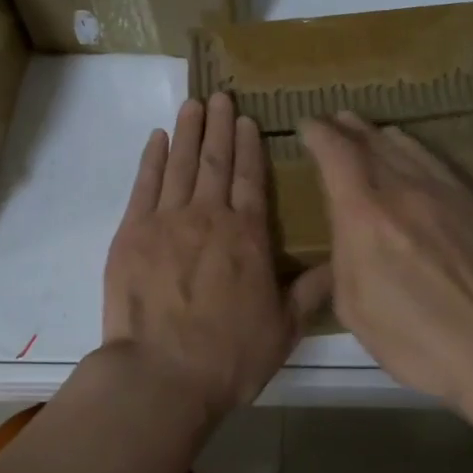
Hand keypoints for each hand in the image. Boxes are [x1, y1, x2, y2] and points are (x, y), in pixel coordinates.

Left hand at [104, 94, 332, 416]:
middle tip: (222, 96)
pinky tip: (158, 139)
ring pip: (181, 164)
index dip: (249, 146)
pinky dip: (152, 159)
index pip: (250, 178)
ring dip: (189, 131)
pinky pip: (144, 185)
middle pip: (216, 161)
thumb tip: (341, 260)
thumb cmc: (228, 356)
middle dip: (220, 126)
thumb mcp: (284, 329)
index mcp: (247, 235)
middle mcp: (208, 216)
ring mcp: (166, 221)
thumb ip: (312, 289)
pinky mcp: (131, 233)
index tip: (248, 120)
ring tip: (194, 104)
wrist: (160, 375)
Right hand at [300, 112, 472, 402]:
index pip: (335, 154)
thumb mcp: (352, 305)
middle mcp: (401, 190)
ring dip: (378, 134)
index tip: (307, 126)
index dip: (318, 134)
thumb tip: (348, 230)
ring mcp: (441, 192)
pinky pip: (435, 161)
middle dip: (346, 128)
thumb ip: (343, 255)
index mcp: (363, 215)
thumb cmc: (411, 338)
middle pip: (369, 142)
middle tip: (334, 121)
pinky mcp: (471, 202)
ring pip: (404, 147)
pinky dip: (412, 148)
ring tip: (366, 129)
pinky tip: (408, 149)